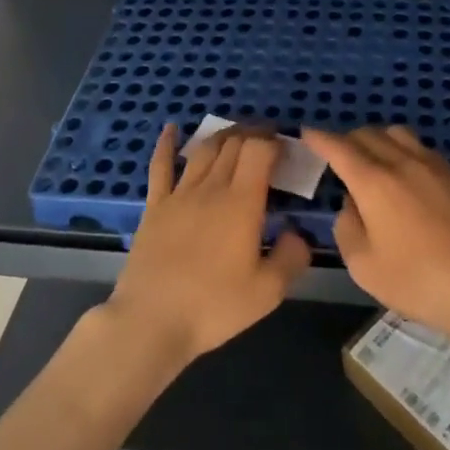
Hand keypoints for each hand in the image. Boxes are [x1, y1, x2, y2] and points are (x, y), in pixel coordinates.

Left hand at [104, 125, 311, 369]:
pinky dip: (167, 144)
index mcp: (242, 202)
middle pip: (233, 144)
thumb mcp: (267, 292)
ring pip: (204, 150)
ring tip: (236, 134)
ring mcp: (179, 194)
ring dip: (223, 136)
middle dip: (253, 134)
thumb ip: (291, 257)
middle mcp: (212, 187)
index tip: (285, 147)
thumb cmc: (213, 307)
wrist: (151, 320)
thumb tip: (298, 233)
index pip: (259, 151)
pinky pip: (161, 166)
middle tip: (266, 140)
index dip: (273, 141)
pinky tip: (171, 129)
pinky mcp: (155, 206)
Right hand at [305, 126, 449, 345]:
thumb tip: (351, 205)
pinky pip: (421, 149)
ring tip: (374, 160)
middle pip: (368, 134)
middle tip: (338, 156)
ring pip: (397, 134)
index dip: (319, 138)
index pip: (339, 147)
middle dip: (347, 140)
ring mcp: (433, 165)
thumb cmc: (417, 281)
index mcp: (374, 181)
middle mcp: (402, 162)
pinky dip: (404, 151)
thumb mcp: (364, 266)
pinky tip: (407, 174)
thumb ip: (347, 228)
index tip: (307, 133)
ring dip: (378, 139)